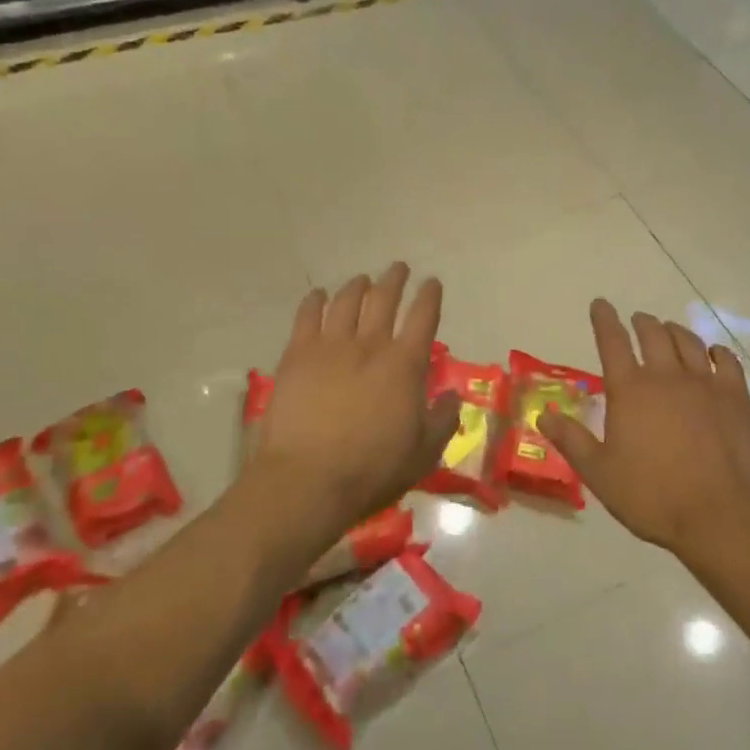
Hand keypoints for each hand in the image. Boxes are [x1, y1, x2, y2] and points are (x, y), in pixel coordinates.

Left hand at [246, 263, 458, 543]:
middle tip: (398, 268)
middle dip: (394, 280)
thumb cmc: (372, 470)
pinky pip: (307, 316)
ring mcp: (331, 346)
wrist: (308, 480)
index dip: (429, 296)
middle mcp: (370, 345)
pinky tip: (318, 296)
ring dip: (358, 286)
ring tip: (362, 280)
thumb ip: (442, 420)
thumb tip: (452, 396)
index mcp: (405, 365)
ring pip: (347, 301)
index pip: (423, 317)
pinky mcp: (297, 355)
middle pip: (384, 299)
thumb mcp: (423, 453)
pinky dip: (315, 301)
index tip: (431, 282)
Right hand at [537, 300, 749, 563]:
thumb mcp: (599, 473)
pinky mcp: (735, 397)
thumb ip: (571, 440)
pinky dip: (716, 351)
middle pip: (653, 334)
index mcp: (629, 390)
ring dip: (675, 331)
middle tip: (637, 320)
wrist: (720, 515)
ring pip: (688, 342)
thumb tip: (544, 415)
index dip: (604, 319)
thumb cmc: (652, 496)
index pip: (612, 342)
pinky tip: (713, 353)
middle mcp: (666, 376)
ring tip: (669, 330)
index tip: (600, 304)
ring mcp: (704, 383)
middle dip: (642, 323)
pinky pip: (727, 360)